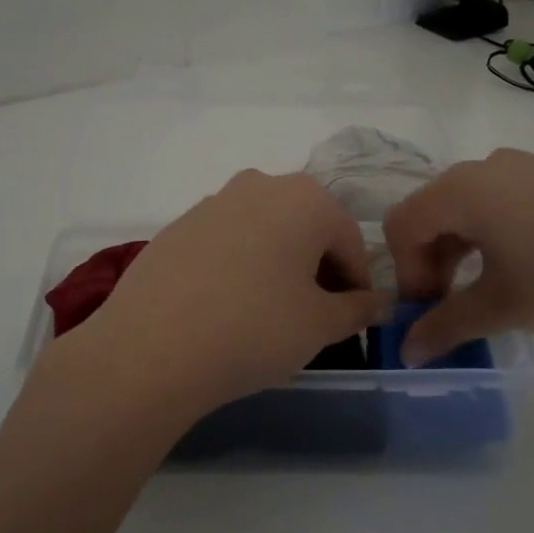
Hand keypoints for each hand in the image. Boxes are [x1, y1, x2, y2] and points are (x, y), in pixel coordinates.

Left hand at [51, 171, 392, 422]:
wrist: (153, 347)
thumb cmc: (254, 329)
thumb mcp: (320, 325)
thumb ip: (358, 309)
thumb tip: (380, 302)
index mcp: (305, 198)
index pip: (350, 239)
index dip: (357, 283)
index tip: (353, 320)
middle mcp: (259, 185)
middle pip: (306, 228)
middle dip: (317, 269)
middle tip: (314, 317)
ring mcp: (212, 202)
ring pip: (264, 232)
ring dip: (277, 265)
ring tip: (268, 313)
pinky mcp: (177, 226)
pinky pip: (225, 242)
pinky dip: (238, 266)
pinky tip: (226, 306)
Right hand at [382, 149, 533, 362]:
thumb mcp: (504, 308)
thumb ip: (446, 327)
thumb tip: (407, 352)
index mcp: (464, 190)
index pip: (404, 224)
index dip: (406, 272)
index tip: (431, 311)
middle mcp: (491, 165)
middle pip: (437, 209)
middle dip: (434, 259)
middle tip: (454, 303)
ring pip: (476, 203)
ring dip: (467, 246)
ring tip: (495, 286)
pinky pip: (515, 197)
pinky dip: (504, 231)